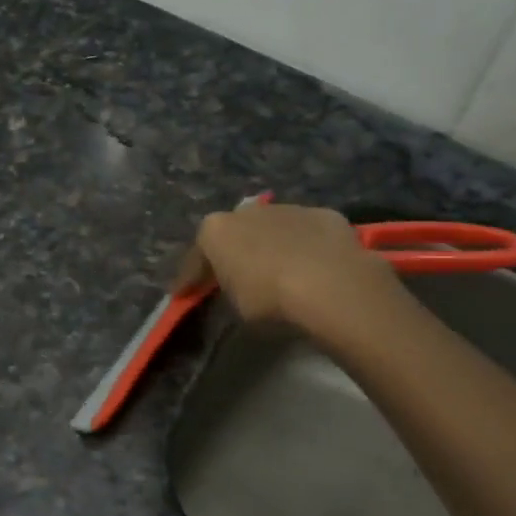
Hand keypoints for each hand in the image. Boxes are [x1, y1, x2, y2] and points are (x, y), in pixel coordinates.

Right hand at [177, 201, 403, 335]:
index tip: (185, 295)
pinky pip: (307, 233)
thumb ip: (230, 291)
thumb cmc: (269, 300)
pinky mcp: (324, 215)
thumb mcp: (236, 307)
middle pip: (234, 234)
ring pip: (272, 228)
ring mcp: (288, 208)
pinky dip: (306, 246)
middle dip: (233, 253)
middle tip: (235, 277)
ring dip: (271, 245)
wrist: (330, 285)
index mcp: (215, 230)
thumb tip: (238, 289)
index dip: (190, 279)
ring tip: (280, 271)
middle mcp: (247, 211)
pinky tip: (314, 266)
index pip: (195, 258)